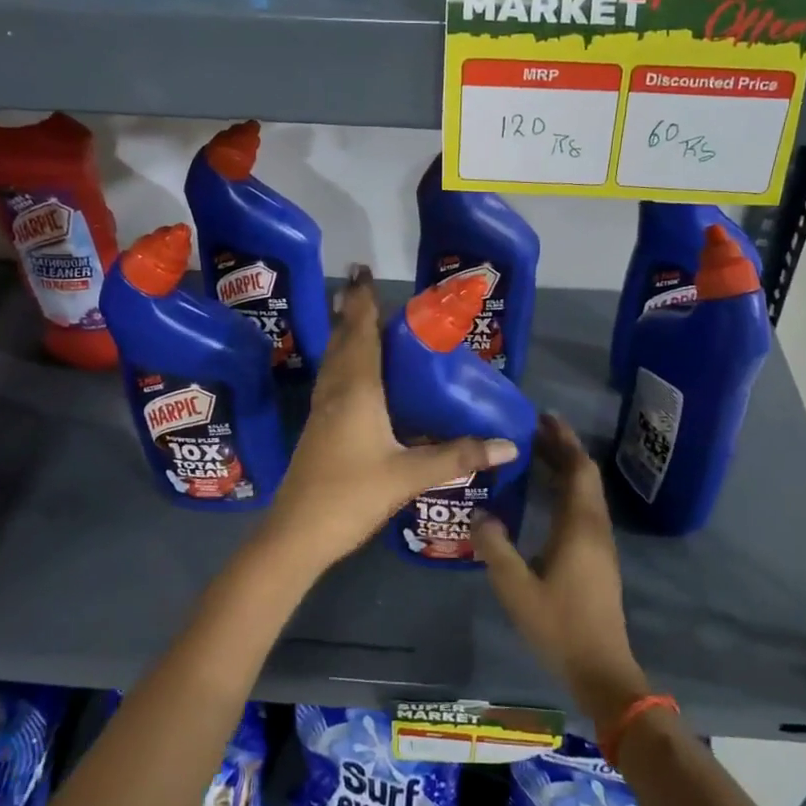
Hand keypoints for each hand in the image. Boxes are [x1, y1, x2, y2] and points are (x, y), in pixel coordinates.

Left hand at [264, 267, 519, 572]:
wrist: (296, 534)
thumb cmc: (351, 495)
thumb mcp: (409, 475)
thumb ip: (458, 457)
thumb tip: (508, 444)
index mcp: (356, 390)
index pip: (361, 333)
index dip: (362, 301)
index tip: (362, 270)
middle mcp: (336, 391)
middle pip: (343, 340)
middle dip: (352, 311)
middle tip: (365, 286)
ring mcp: (323, 410)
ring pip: (334, 359)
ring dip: (344, 333)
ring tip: (357, 316)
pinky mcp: (319, 428)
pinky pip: (333, 379)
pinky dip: (344, 361)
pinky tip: (354, 372)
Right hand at [473, 414, 649, 728]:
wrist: (600, 668)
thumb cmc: (559, 625)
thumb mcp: (516, 588)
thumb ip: (495, 548)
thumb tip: (479, 515)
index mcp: (579, 526)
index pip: (578, 469)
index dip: (563, 440)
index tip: (543, 417)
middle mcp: (594, 527)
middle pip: (584, 475)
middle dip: (562, 449)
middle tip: (533, 430)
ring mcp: (600, 544)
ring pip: (586, 492)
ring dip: (565, 469)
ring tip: (535, 455)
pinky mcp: (598, 558)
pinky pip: (584, 509)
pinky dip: (566, 490)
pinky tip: (544, 497)